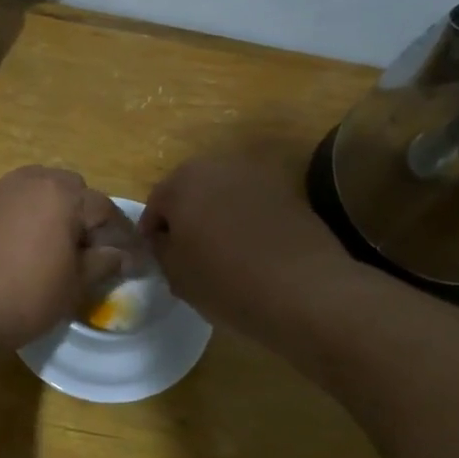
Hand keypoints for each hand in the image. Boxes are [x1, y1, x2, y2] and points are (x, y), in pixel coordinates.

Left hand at [0, 167, 135, 351]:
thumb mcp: (75, 285)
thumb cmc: (26, 297)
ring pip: (32, 187)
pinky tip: (12, 237)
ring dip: (47, 206)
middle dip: (81, 212)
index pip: (103, 208)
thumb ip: (102, 262)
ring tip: (48, 241)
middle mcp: (28, 180)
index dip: (119, 234)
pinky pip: (1, 198)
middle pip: (67, 188)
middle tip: (84, 248)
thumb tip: (121, 255)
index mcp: (61, 194)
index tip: (128, 258)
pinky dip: (13, 210)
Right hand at [139, 155, 356, 337]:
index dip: (153, 233)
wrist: (305, 290)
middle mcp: (219, 167)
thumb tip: (165, 240)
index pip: (155, 204)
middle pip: (191, 191)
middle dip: (186, 218)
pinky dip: (246, 223)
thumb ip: (162, 250)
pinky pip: (253, 206)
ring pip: (224, 196)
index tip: (157, 258)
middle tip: (186, 253)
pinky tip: (251, 253)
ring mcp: (258, 176)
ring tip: (220, 254)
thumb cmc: (226, 281)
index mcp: (183, 182)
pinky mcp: (289, 193)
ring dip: (217, 217)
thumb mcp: (177, 274)